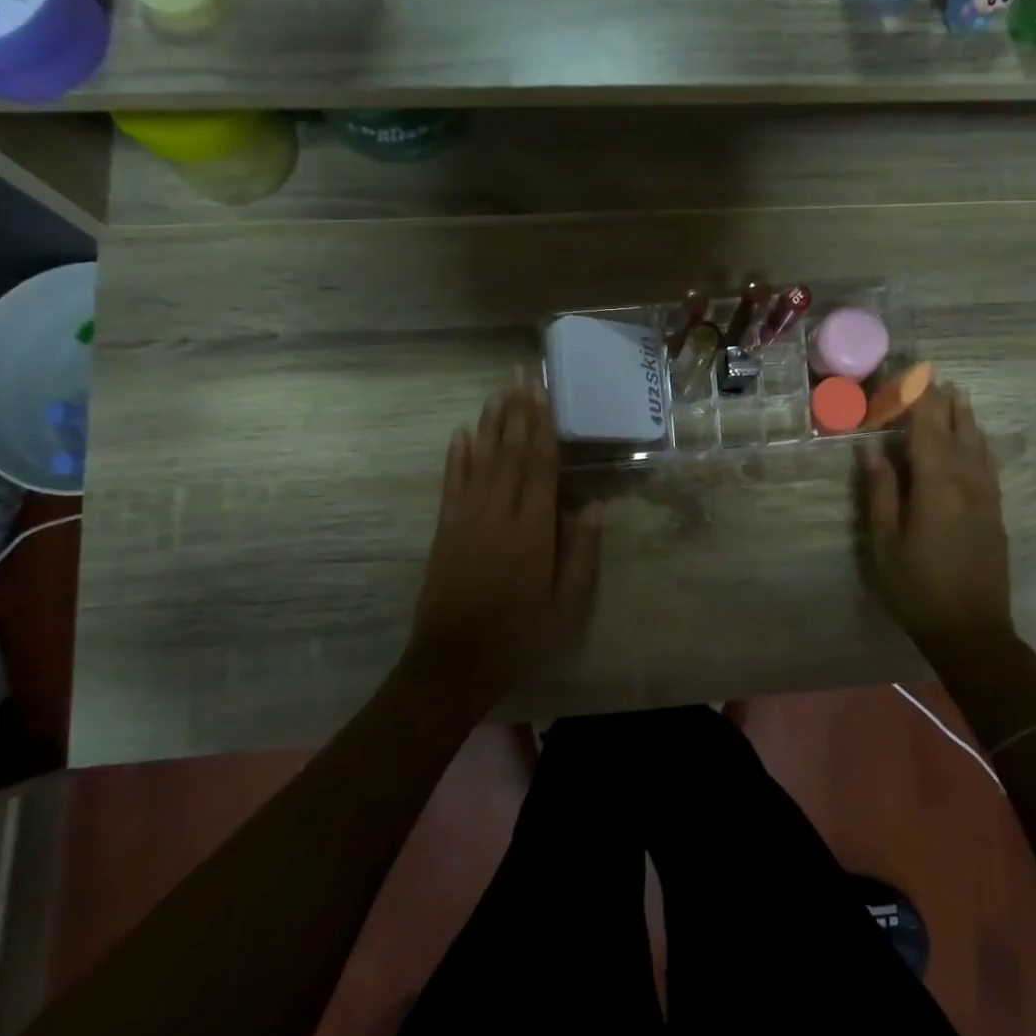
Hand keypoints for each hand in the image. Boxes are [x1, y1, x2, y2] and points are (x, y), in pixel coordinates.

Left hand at [406, 373, 602, 707]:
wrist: (454, 662)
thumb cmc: (520, 635)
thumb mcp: (567, 605)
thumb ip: (581, 553)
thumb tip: (591, 505)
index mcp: (532, 529)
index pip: (539, 465)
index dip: (542, 425)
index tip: (542, 391)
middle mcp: (498, 513)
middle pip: (509, 451)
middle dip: (516, 410)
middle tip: (520, 373)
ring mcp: (465, 519)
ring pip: (480, 460)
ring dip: (489, 423)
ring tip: (498, 391)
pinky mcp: (444, 530)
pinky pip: (452, 483)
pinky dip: (456, 456)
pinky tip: (461, 433)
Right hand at [860, 384, 1015, 659]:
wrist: (972, 631)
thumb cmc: (917, 589)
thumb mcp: (886, 544)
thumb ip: (881, 493)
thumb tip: (873, 451)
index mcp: (936, 487)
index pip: (926, 431)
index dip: (917, 402)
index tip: (909, 376)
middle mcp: (967, 484)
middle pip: (955, 432)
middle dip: (942, 403)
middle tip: (931, 375)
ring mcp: (986, 498)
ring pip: (977, 446)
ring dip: (966, 418)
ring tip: (958, 393)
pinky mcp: (995, 512)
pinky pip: (988, 465)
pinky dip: (981, 443)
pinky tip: (978, 438)